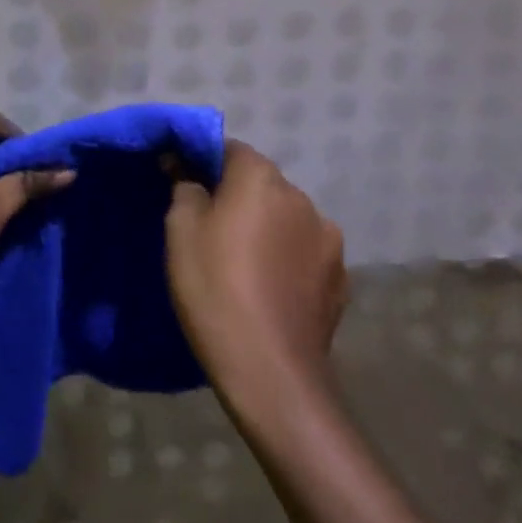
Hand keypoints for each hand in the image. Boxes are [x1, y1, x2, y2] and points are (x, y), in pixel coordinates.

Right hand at [165, 141, 348, 411]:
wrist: (270, 372)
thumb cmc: (215, 287)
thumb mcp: (180, 230)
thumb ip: (184, 186)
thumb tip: (183, 165)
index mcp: (261, 177)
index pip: (229, 149)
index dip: (205, 164)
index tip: (186, 189)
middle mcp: (301, 197)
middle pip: (261, 184)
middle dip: (238, 198)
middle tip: (210, 231)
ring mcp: (328, 240)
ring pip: (286, 219)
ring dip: (267, 229)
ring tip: (244, 266)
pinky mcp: (341, 281)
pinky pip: (306, 255)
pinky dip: (288, 261)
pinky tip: (270, 290)